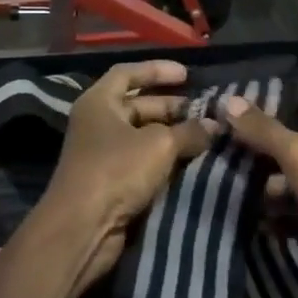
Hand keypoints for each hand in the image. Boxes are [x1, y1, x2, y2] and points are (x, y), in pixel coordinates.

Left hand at [39, 60, 216, 292]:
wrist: (83, 227)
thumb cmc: (117, 170)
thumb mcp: (160, 144)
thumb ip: (189, 131)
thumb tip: (214, 126)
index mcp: (99, 102)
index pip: (128, 73)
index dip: (157, 70)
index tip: (187, 75)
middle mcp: (98, 123)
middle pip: (137, 105)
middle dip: (171, 107)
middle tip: (204, 111)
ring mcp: (103, 153)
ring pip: (143, 135)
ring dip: (172, 134)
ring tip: (205, 135)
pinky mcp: (111, 181)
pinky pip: (142, 160)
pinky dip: (164, 158)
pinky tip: (191, 160)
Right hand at [221, 82, 297, 297]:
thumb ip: (263, 129)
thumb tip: (228, 100)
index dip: (270, 93)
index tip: (232, 100)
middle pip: (291, 133)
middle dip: (257, 141)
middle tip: (217, 139)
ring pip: (288, 171)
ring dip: (261, 179)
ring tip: (223, 178)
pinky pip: (292, 203)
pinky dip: (272, 208)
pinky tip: (242, 211)